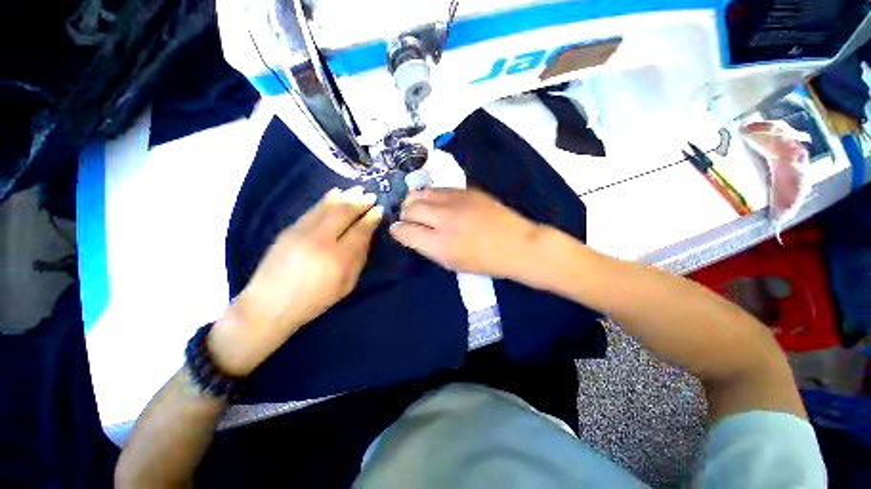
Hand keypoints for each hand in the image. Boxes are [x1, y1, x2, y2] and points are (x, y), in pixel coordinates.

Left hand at [209, 187, 382, 375]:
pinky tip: (336, 193)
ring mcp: (301, 232)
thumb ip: (359, 258)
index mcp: (338, 259)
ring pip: (327, 207)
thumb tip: (367, 235)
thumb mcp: (346, 285)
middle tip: (371, 196)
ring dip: (345, 197)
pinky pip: (313, 209)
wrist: (269, 306)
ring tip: (357, 190)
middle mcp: (320, 241)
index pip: (359, 230)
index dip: (371, 218)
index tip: (379, 209)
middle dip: (360, 202)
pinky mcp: (288, 229)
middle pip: (344, 213)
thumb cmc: (315, 300)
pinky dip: (327, 199)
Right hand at [390, 188, 541, 276]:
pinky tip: (436, 203)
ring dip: (414, 201)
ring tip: (418, 208)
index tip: (398, 231)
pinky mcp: (466, 190)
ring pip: (421, 193)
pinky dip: (430, 196)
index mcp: (440, 244)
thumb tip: (410, 233)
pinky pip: (438, 189)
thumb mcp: (452, 263)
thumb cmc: (485, 262)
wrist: (517, 244)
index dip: (397, 231)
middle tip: (409, 220)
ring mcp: (456, 201)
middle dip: (404, 215)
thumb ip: (428, 247)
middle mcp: (444, 219)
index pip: (404, 231)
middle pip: (410, 208)